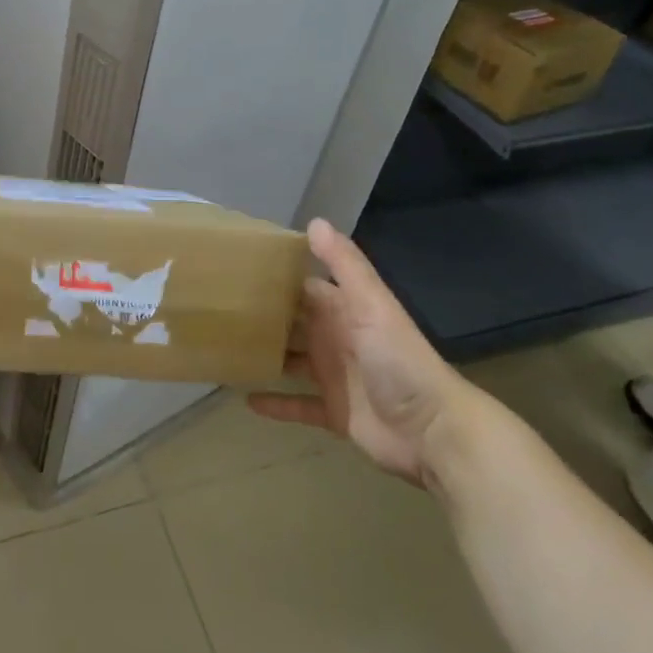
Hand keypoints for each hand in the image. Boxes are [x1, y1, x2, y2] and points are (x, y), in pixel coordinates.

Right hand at [248, 218, 481, 488]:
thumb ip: (344, 264)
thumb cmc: (399, 360)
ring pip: (291, 361)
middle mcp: (335, 339)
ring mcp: (334, 377)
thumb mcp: (371, 305)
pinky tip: (246, 399)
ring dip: (266, 356)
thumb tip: (315, 221)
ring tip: (225, 349)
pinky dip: (276, 403)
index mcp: (344, 310)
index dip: (276, 276)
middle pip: (293, 323)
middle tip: (219, 309)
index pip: (304, 286)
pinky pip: (298, 405)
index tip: (239, 268)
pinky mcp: (334, 412)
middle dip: (264, 316)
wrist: (433, 431)